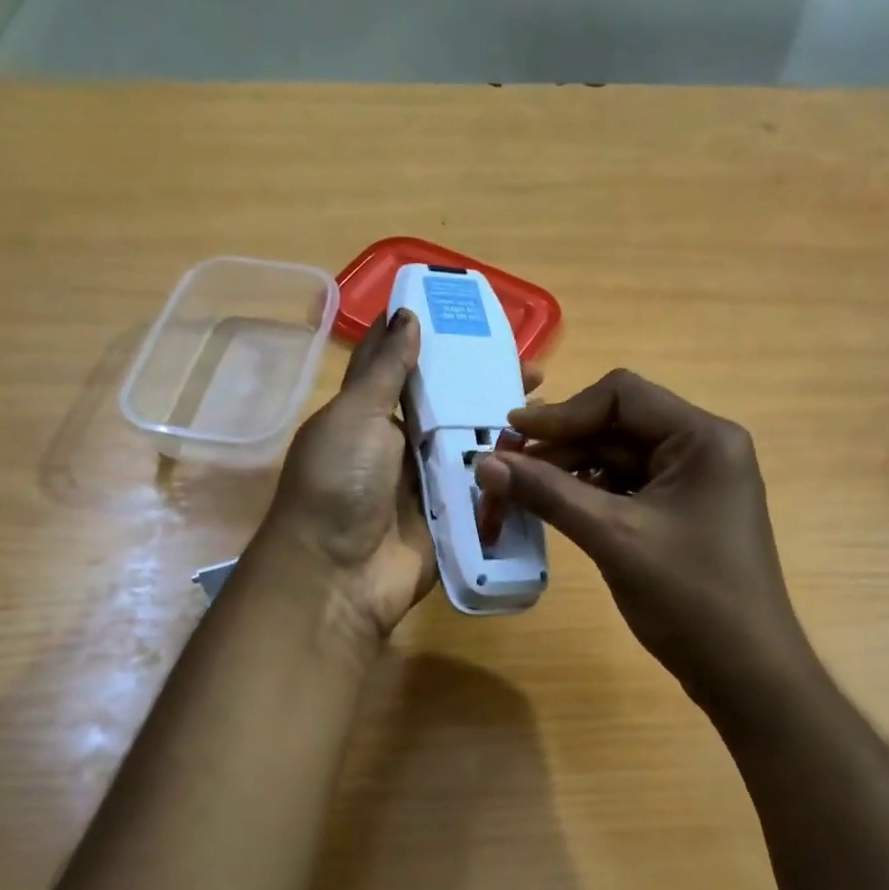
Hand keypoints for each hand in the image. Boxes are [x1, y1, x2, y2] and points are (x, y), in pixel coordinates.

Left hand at [259, 309, 545, 644]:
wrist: (338, 575)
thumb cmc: (338, 483)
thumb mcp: (355, 415)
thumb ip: (385, 369)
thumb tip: (406, 314)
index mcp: (369, 416)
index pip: (408, 370)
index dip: (440, 345)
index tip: (480, 323)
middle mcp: (399, 448)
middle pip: (450, 409)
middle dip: (487, 388)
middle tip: (534, 371)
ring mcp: (428, 486)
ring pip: (473, 448)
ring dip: (506, 429)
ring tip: (550, 407)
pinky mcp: (452, 520)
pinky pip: (485, 490)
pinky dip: (511, 474)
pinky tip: (546, 454)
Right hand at [474, 369, 814, 721]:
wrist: (745, 672)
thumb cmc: (689, 598)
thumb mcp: (613, 538)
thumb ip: (548, 494)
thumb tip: (484, 463)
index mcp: (703, 438)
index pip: (622, 396)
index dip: (561, 413)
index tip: (510, 437)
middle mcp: (704, 448)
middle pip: (618, 426)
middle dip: (561, 447)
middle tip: (506, 473)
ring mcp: (696, 482)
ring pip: (619, 458)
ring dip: (570, 472)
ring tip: (523, 495)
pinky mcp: (684, 512)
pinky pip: (629, 488)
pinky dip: (591, 495)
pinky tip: (559, 511)